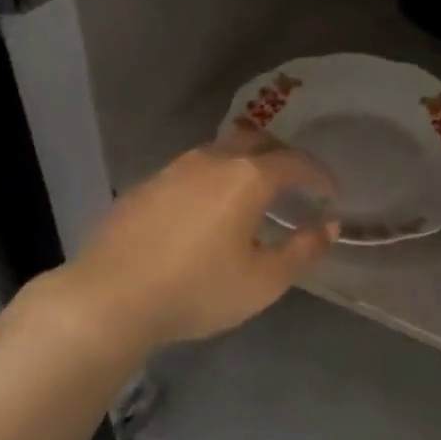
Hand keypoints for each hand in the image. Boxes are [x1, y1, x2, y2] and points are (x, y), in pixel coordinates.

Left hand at [72, 135, 337, 346]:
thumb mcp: (264, 281)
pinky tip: (205, 211)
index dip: (319, 174)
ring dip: (243, 164)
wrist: (109, 298)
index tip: (331, 192)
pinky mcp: (144, 186)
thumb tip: (330, 225)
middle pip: (256, 140)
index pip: (295, 162)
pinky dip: (211, 180)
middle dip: (282, 157)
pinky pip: (190, 171)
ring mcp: (172, 170)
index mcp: (247, 177)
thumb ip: (303, 250)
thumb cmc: (198, 290)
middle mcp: (211, 160)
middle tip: (294, 184)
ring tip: (251, 195)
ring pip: (219, 151)